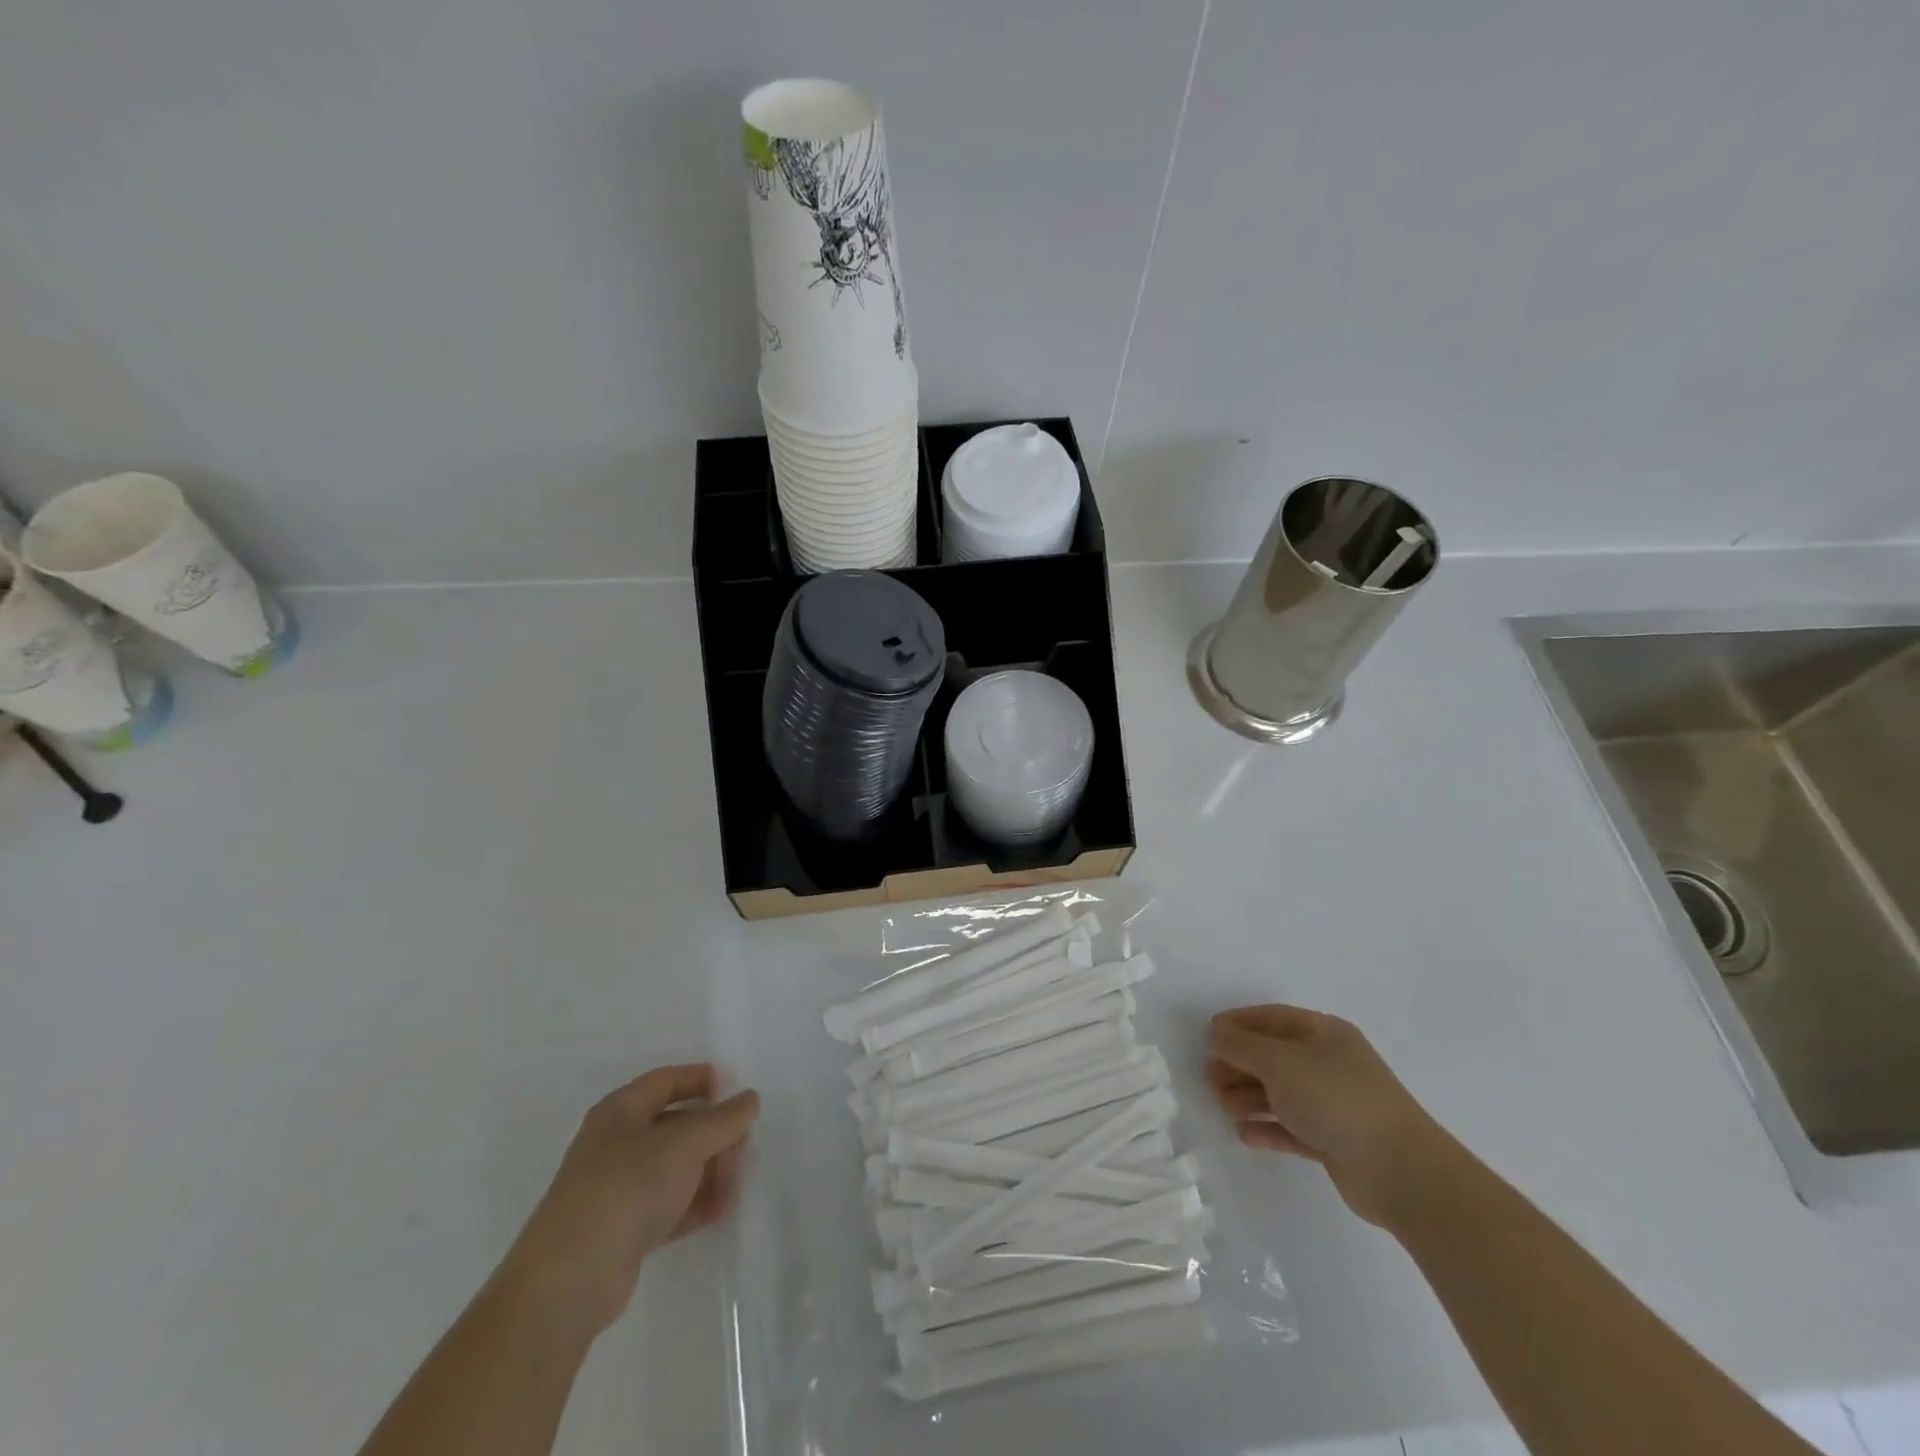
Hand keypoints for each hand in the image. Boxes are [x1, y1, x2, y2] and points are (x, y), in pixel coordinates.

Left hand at [500, 1065, 759, 1335]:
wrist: (570, 1279)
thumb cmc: (628, 1187)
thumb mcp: (685, 1143)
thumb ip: (723, 1119)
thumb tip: (750, 1098)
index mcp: (621, 1111)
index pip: (667, 1080)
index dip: (703, 1079)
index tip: (738, 1090)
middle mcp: (616, 1144)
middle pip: (675, 1124)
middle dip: (713, 1132)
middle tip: (745, 1143)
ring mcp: (617, 1189)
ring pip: (674, 1167)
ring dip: (709, 1170)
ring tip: (739, 1180)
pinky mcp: (622, 1230)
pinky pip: (668, 1204)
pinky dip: (695, 1204)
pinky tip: (722, 1209)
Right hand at [1207, 1005, 1452, 1227]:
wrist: (1401, 1172)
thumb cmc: (1336, 1099)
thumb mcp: (1280, 1062)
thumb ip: (1242, 1046)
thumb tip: (1216, 1033)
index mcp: (1324, 1033)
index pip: (1272, 1018)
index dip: (1238, 1024)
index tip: (1207, 1036)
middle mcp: (1328, 1063)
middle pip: (1273, 1056)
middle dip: (1239, 1064)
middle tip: (1209, 1079)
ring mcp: (1333, 1103)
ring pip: (1280, 1093)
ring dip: (1249, 1097)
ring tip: (1225, 1107)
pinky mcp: (1334, 1140)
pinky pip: (1291, 1127)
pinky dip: (1268, 1127)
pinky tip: (1245, 1134)